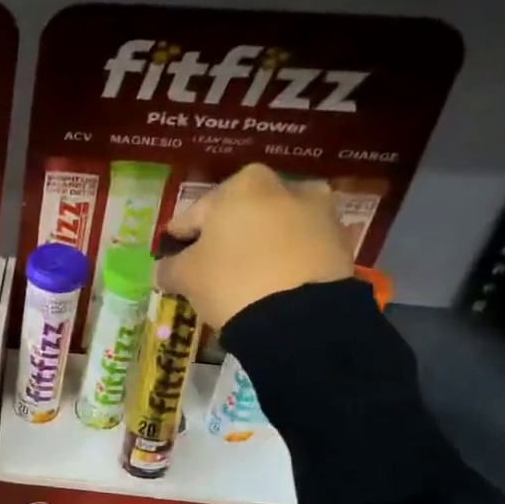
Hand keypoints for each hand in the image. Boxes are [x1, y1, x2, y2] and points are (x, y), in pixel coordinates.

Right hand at [154, 164, 353, 323]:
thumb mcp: (186, 277)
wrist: (301, 319)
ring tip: (246, 276)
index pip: (197, 212)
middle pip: (242, 215)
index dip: (182, 235)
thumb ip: (169, 268)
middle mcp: (285, 187)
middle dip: (227, 236)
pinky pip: (300, 249)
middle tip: (211, 265)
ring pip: (275, 229)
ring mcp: (320, 214)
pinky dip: (286, 261)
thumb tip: (163, 270)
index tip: (173, 252)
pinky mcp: (341, 244)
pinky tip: (272, 285)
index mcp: (243, 185)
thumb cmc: (232, 281)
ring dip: (260, 246)